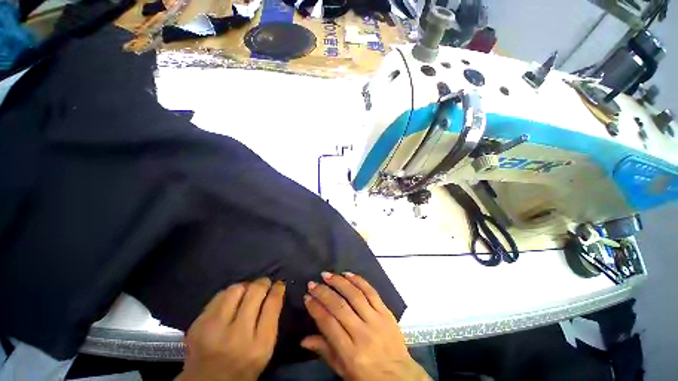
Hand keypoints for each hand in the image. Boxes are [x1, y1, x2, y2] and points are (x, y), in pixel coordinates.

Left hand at [177, 278, 285, 380]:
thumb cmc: (243, 368)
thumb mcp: (265, 350)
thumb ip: (271, 320)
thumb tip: (275, 291)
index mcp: (258, 346)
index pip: (272, 304)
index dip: (277, 289)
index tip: (279, 284)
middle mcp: (236, 336)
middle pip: (254, 292)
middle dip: (263, 283)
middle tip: (265, 284)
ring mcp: (213, 330)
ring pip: (235, 289)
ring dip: (245, 287)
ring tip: (247, 293)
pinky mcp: (197, 325)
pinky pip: (218, 296)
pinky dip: (229, 295)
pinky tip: (231, 302)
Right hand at [301, 272, 429, 380]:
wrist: (400, 377)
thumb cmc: (368, 377)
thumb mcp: (343, 371)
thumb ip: (325, 351)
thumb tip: (303, 339)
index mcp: (351, 353)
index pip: (329, 324)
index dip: (316, 308)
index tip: (307, 297)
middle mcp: (363, 334)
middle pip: (340, 307)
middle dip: (323, 292)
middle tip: (312, 283)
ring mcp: (376, 321)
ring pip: (355, 295)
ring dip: (339, 282)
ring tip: (327, 275)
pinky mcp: (386, 313)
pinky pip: (371, 292)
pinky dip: (358, 280)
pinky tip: (348, 274)